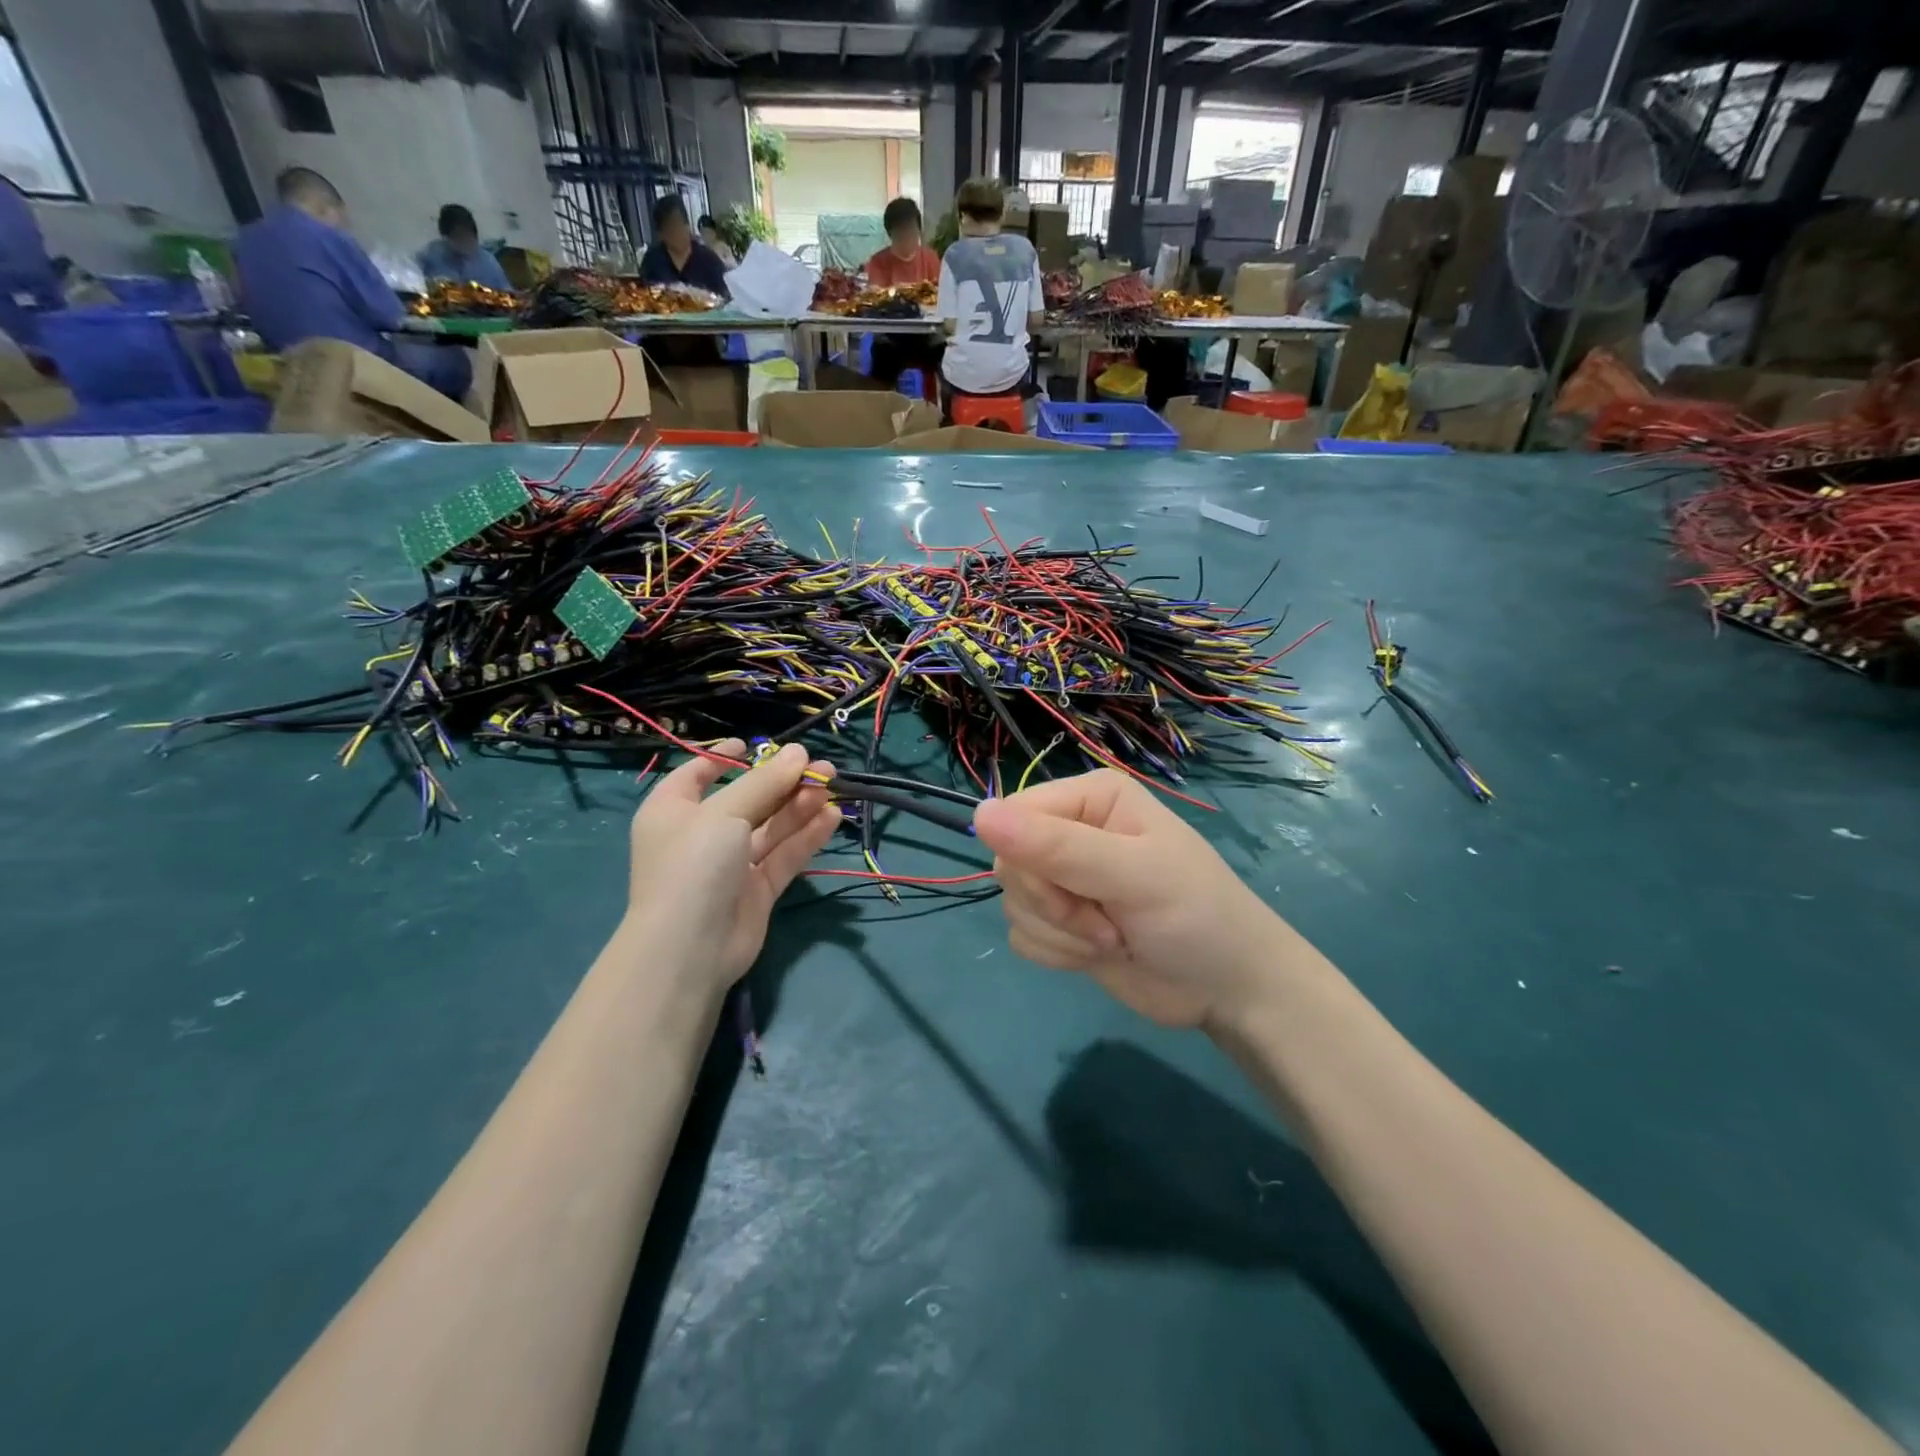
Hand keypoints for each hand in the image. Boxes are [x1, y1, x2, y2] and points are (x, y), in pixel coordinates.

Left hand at [625, 741, 839, 990]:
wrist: (689, 949)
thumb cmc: (693, 865)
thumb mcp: (725, 813)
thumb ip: (765, 783)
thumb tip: (800, 752)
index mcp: (673, 810)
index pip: (697, 774)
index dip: (722, 757)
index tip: (753, 744)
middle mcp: (701, 834)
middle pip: (747, 799)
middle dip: (782, 782)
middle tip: (821, 766)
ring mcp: (730, 864)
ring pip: (770, 827)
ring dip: (800, 806)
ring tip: (833, 785)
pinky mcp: (756, 889)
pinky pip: (784, 855)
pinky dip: (806, 836)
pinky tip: (832, 816)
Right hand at [973, 770, 1285, 1028]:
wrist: (1230, 991)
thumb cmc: (1195, 916)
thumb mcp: (1132, 874)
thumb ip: (1057, 847)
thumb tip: (978, 814)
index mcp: (1091, 797)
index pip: (1015, 815)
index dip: (1031, 860)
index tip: (1076, 889)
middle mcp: (1071, 829)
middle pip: (1009, 862)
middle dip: (1053, 905)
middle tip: (1107, 922)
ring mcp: (1064, 878)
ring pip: (1013, 902)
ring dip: (1060, 934)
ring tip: (1113, 939)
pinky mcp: (1061, 921)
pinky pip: (1021, 933)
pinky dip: (1057, 953)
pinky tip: (1100, 954)